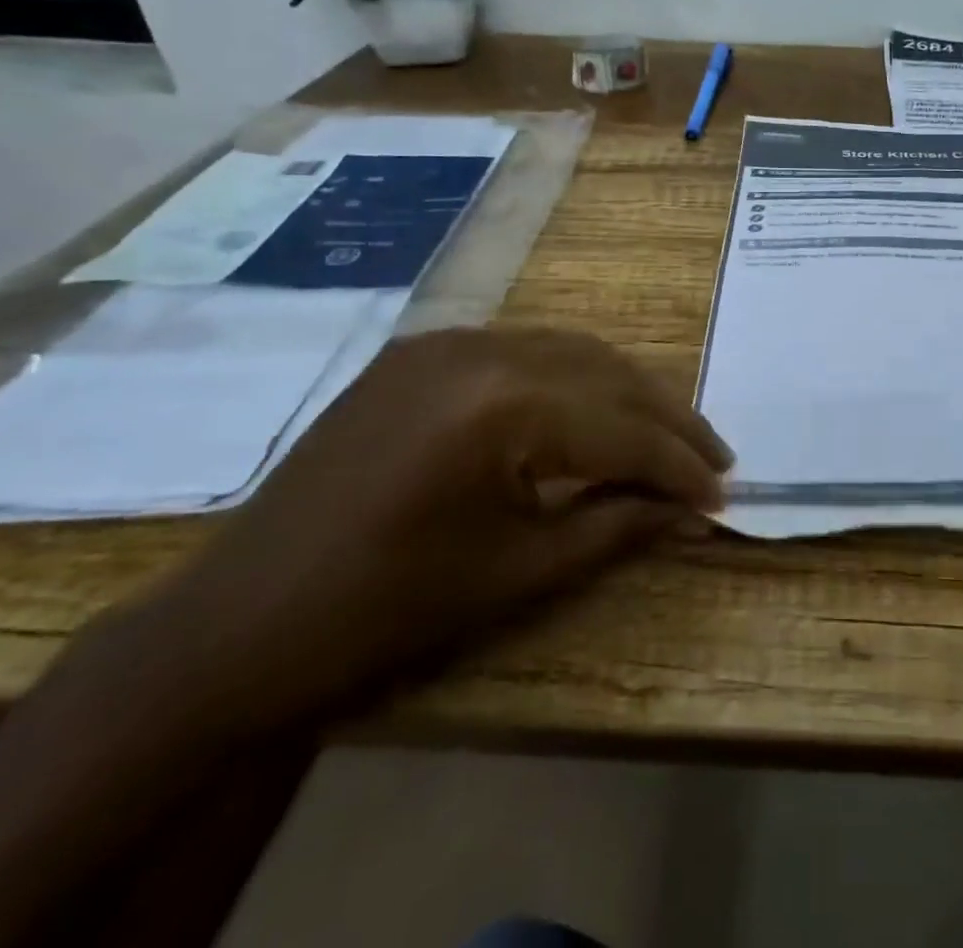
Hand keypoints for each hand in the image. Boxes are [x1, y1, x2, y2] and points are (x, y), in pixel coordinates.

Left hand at [107, 326, 731, 742]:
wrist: (238, 622)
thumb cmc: (387, 610)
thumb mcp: (520, 572)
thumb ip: (619, 526)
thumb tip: (694, 510)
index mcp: (502, 405)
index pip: (624, 429)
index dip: (680, 466)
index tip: (724, 494)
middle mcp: (483, 348)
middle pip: (609, 374)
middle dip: (670, 420)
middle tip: (714, 458)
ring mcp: (448, 340)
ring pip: (574, 350)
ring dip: (629, 391)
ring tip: (669, 435)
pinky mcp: (422, 349)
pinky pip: (525, 348)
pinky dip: (574, 377)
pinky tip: (593, 409)